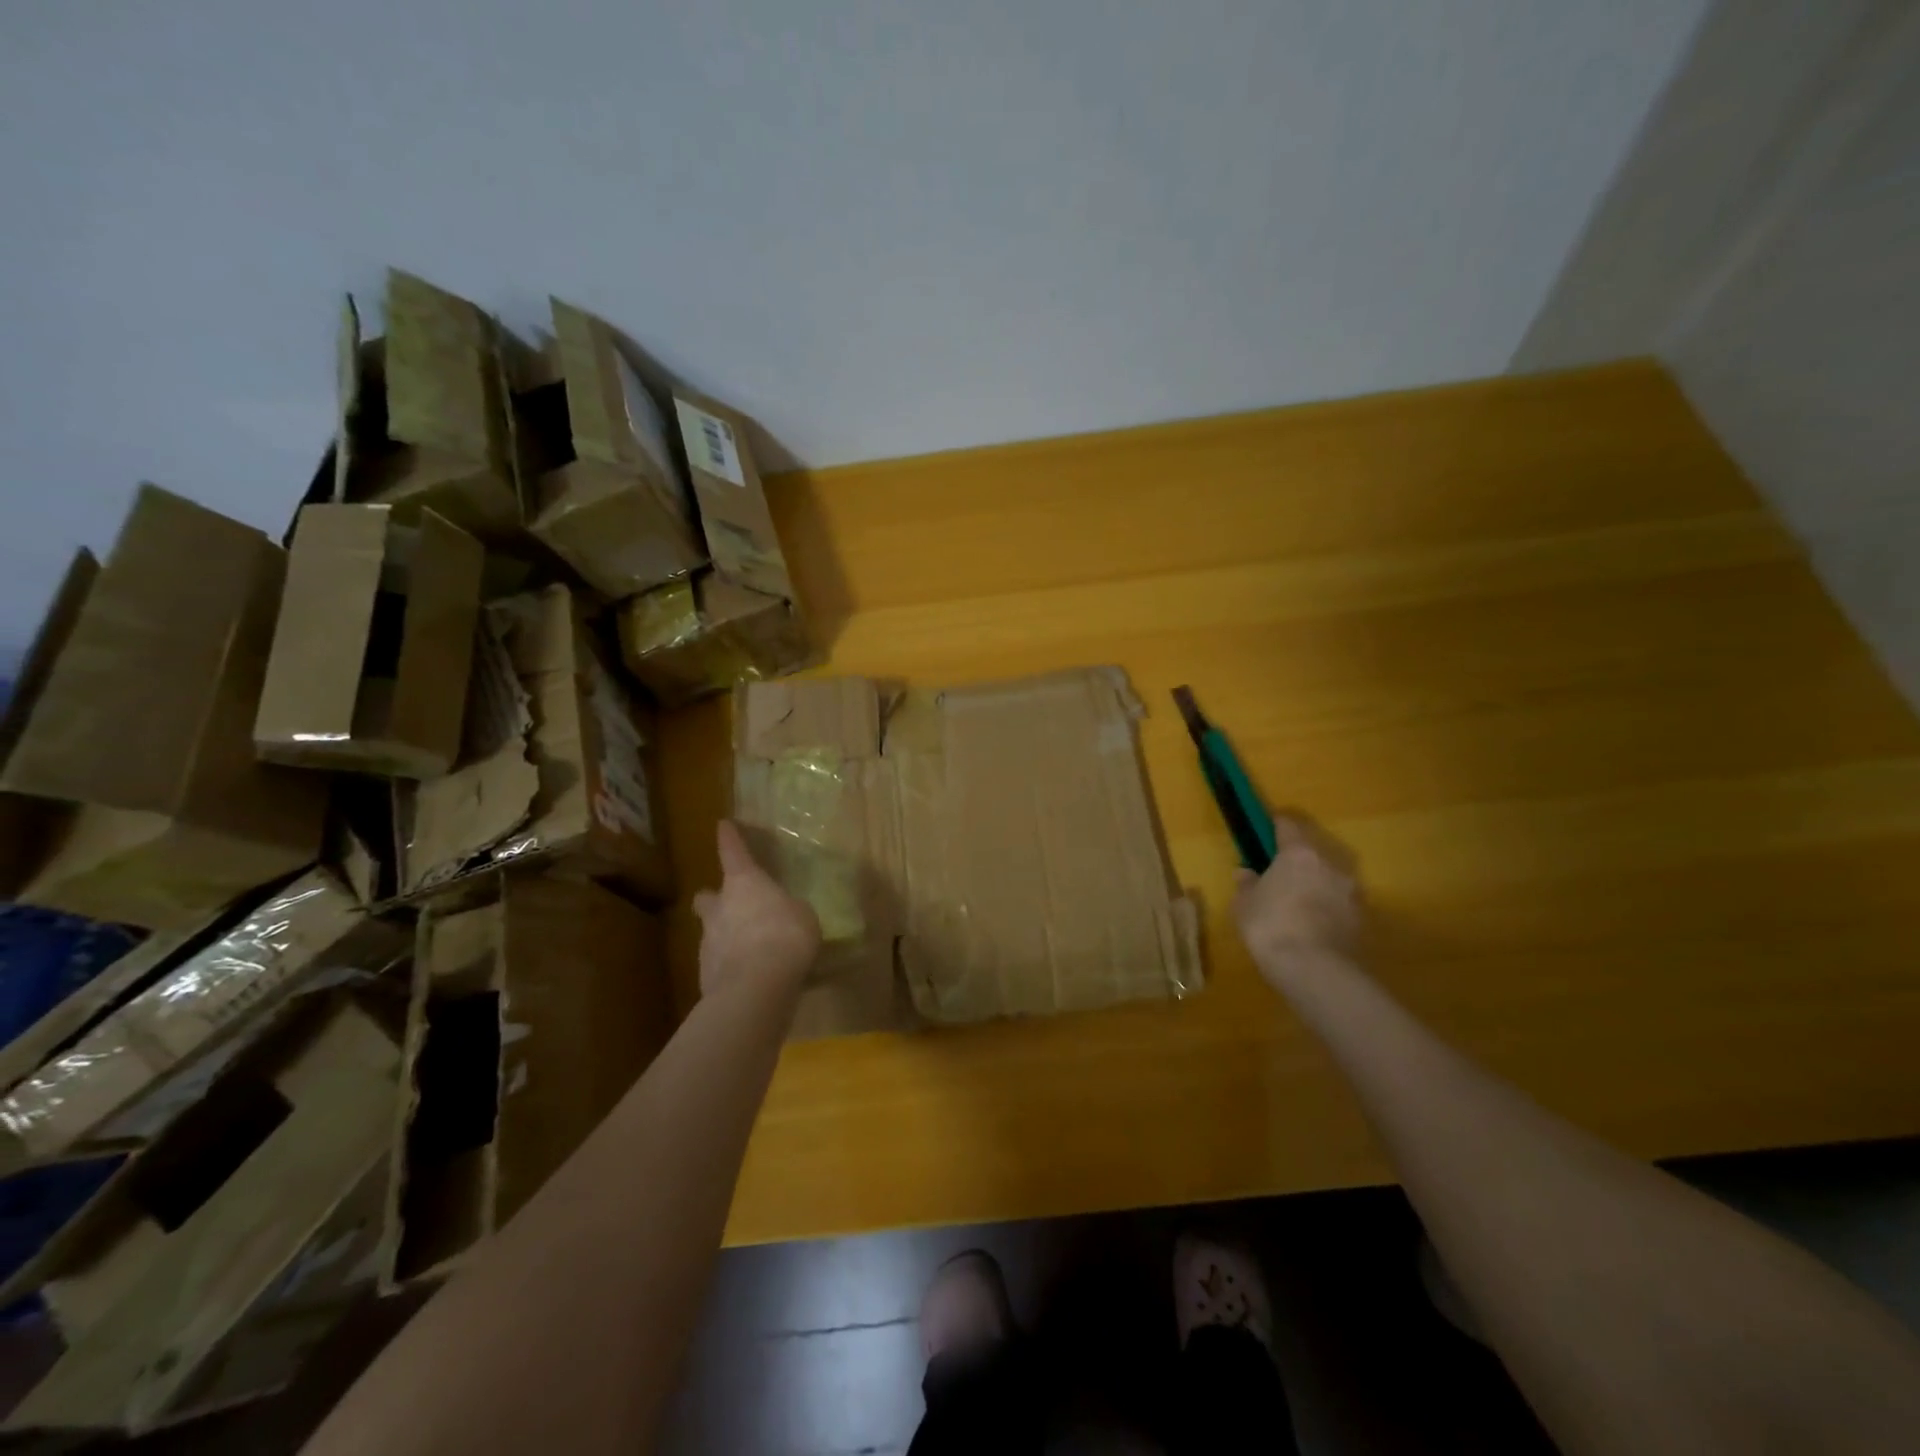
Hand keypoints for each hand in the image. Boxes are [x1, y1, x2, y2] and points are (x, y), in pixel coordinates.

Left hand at [692, 821, 820, 998]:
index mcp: (744, 883)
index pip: (732, 851)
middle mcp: (720, 906)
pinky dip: (730, 964)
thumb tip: (784, 913)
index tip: (723, 824)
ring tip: (749, 949)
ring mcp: (708, 941)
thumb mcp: (802, 916)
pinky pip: (718, 962)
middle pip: (707, 896)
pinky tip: (748, 975)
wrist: (755, 988)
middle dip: (714, 898)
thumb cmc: (785, 937)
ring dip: (725, 935)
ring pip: (711, 930)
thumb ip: (789, 910)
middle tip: (729, 904)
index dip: (729, 837)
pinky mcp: (705, 974)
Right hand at [1233, 817, 1363, 990]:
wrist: (1315, 970)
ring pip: (1329, 880)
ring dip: (1316, 886)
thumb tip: (1246, 873)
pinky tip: (1313, 926)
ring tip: (1299, 904)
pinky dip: (1328, 910)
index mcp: (1299, 854)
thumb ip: (1247, 885)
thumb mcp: (1244, 905)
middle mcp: (1331, 866)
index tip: (1268, 826)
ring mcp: (1351, 893)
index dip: (1277, 825)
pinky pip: (1339, 906)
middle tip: (1281, 874)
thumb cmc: (1271, 927)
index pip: (1288, 827)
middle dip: (1298, 861)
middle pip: (1313, 854)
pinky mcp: (1362, 920)